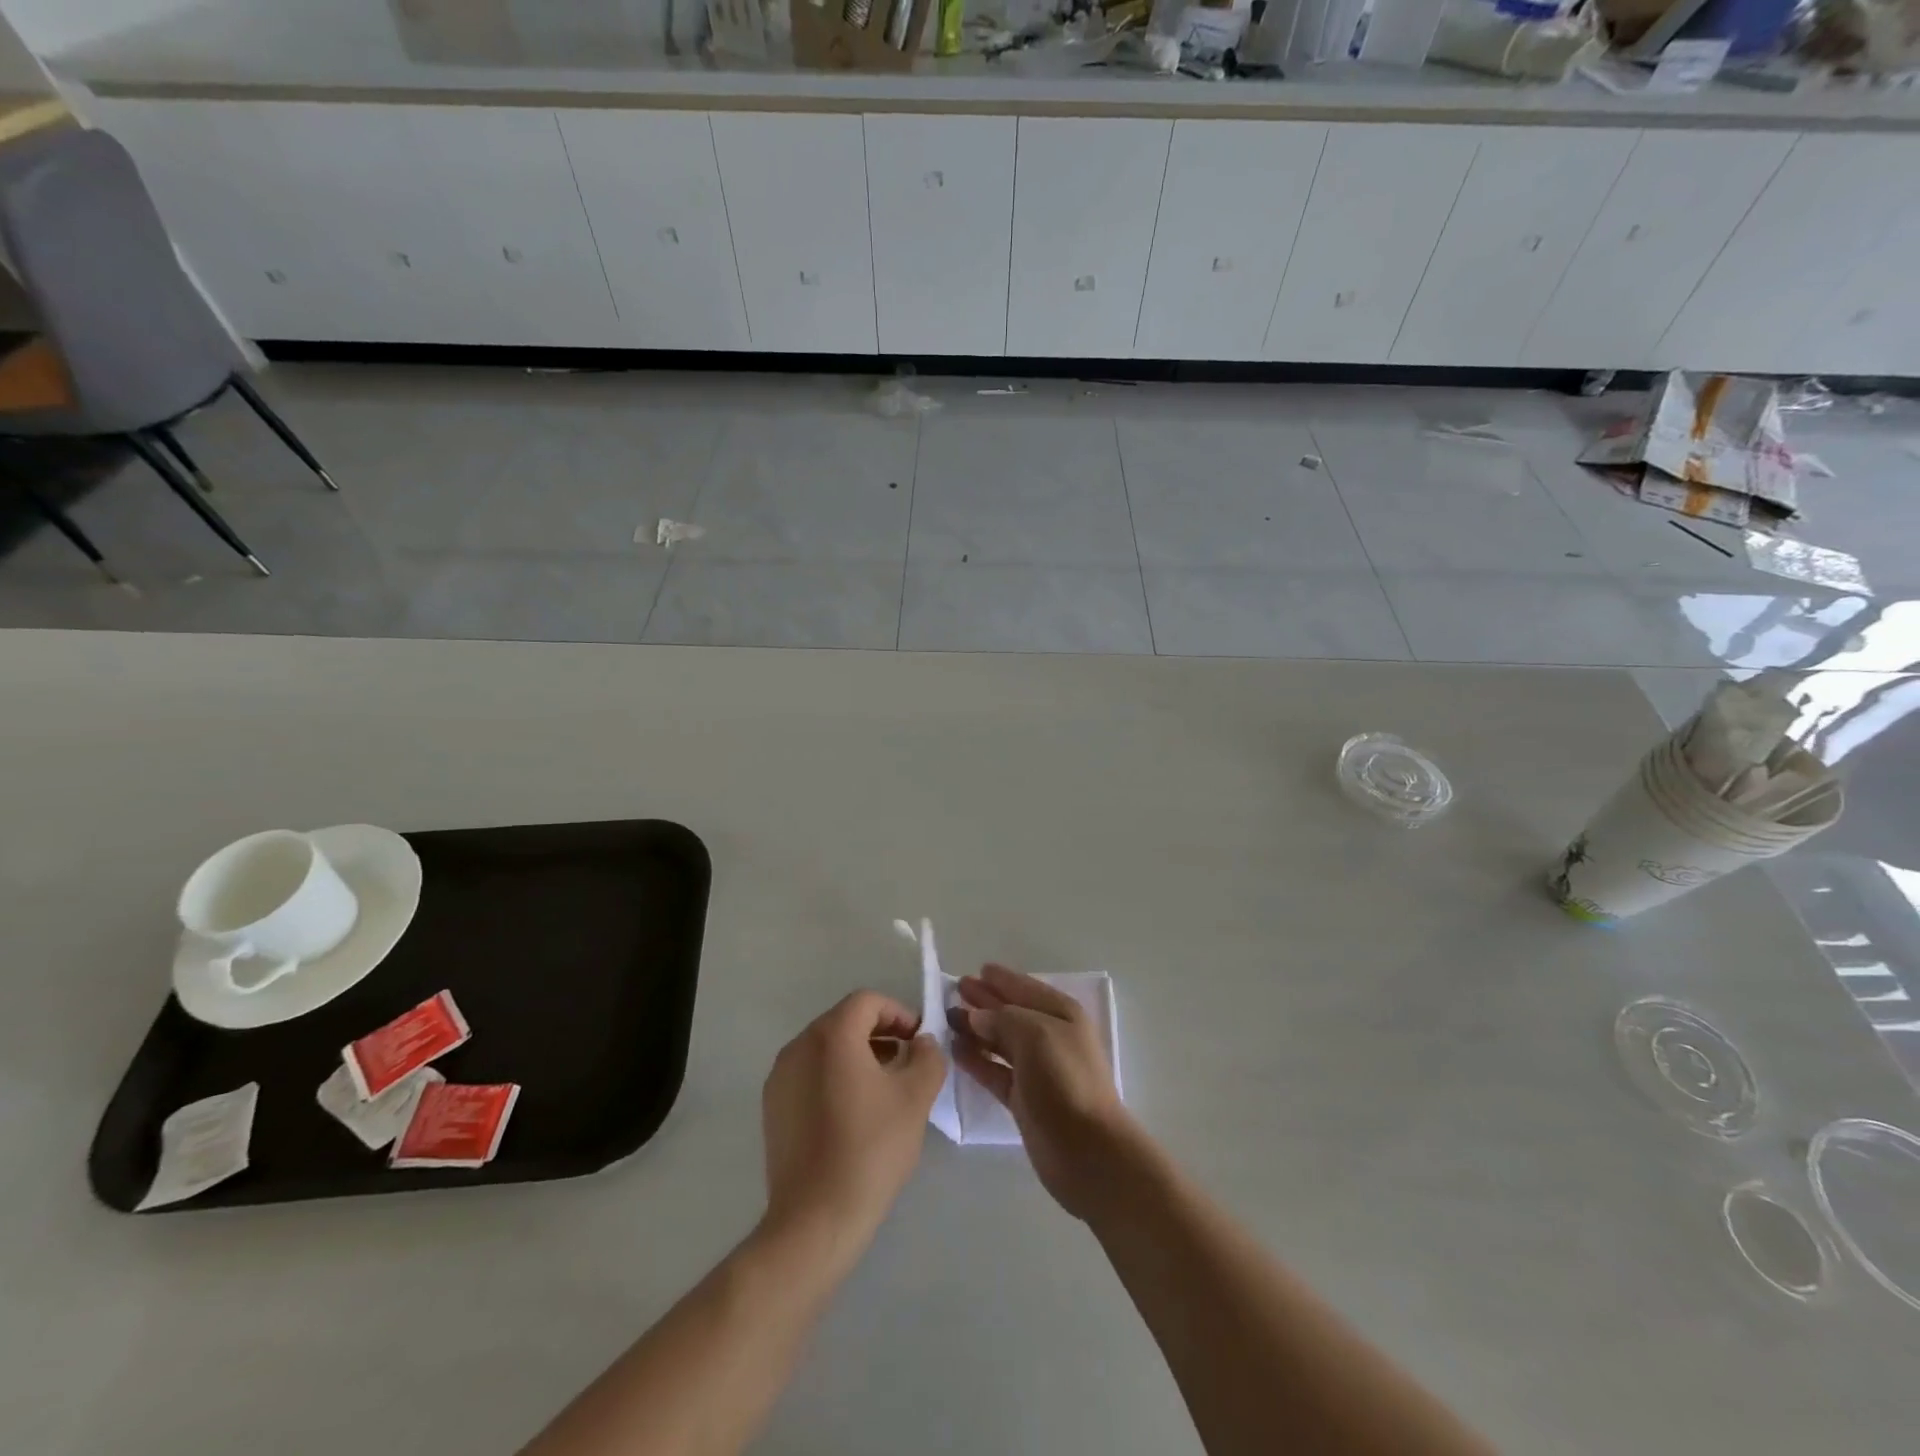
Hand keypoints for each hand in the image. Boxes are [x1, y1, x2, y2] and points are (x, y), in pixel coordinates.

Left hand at [761, 992, 945, 1267]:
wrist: (814, 1220)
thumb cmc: (870, 1149)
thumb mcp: (915, 1098)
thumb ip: (928, 1057)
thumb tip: (923, 1043)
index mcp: (831, 1035)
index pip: (868, 1002)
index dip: (899, 1014)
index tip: (919, 1042)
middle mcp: (799, 1046)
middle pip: (845, 1021)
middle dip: (880, 1034)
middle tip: (907, 1063)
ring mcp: (780, 1077)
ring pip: (826, 1049)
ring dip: (858, 1056)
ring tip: (884, 1089)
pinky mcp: (773, 1107)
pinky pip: (809, 1074)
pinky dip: (835, 1078)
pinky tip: (854, 1114)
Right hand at [950, 964, 1139, 1219]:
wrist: (1086, 1149)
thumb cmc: (1064, 1079)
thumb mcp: (1035, 1034)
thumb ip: (1002, 1018)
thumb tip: (975, 1016)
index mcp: (1061, 1014)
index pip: (1026, 988)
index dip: (1002, 979)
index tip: (977, 969)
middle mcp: (1050, 1037)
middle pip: (1011, 1012)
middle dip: (985, 1000)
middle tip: (955, 989)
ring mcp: (1037, 1069)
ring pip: (1000, 1040)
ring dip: (976, 1028)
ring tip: (948, 1017)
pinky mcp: (1023, 1098)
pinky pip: (994, 1070)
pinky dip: (976, 1059)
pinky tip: (956, 1049)